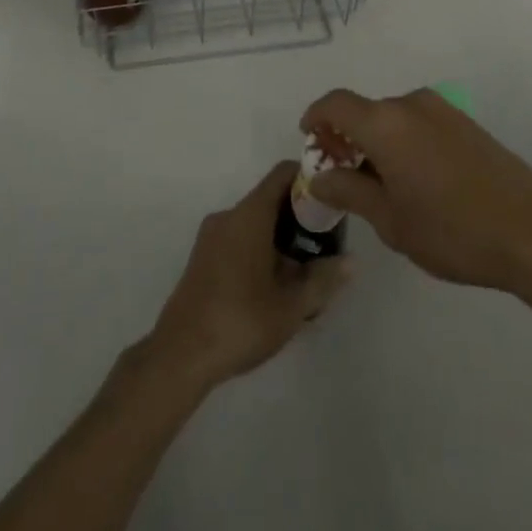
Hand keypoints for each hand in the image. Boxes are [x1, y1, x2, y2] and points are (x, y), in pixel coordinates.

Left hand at [145, 162, 352, 391]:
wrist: (180, 356)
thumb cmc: (240, 321)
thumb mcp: (291, 306)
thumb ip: (323, 279)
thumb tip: (352, 261)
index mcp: (249, 214)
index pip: (282, 174)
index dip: (309, 178)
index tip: (332, 197)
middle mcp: (228, 216)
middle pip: (270, 199)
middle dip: (300, 217)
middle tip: (326, 244)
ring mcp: (212, 237)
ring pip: (255, 223)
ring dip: (281, 239)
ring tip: (306, 273)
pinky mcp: (203, 258)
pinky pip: (239, 240)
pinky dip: (261, 251)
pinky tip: (276, 288)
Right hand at [302, 88, 531, 295]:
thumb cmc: (452, 231)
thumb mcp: (390, 220)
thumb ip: (349, 192)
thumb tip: (319, 178)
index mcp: (385, 123)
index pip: (336, 104)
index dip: (315, 118)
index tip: (309, 142)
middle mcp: (411, 104)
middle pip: (365, 111)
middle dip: (345, 136)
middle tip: (341, 174)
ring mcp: (443, 111)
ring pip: (393, 117)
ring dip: (376, 140)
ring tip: (378, 183)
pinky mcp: (466, 124)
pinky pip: (419, 123)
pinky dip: (402, 141)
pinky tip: (414, 180)